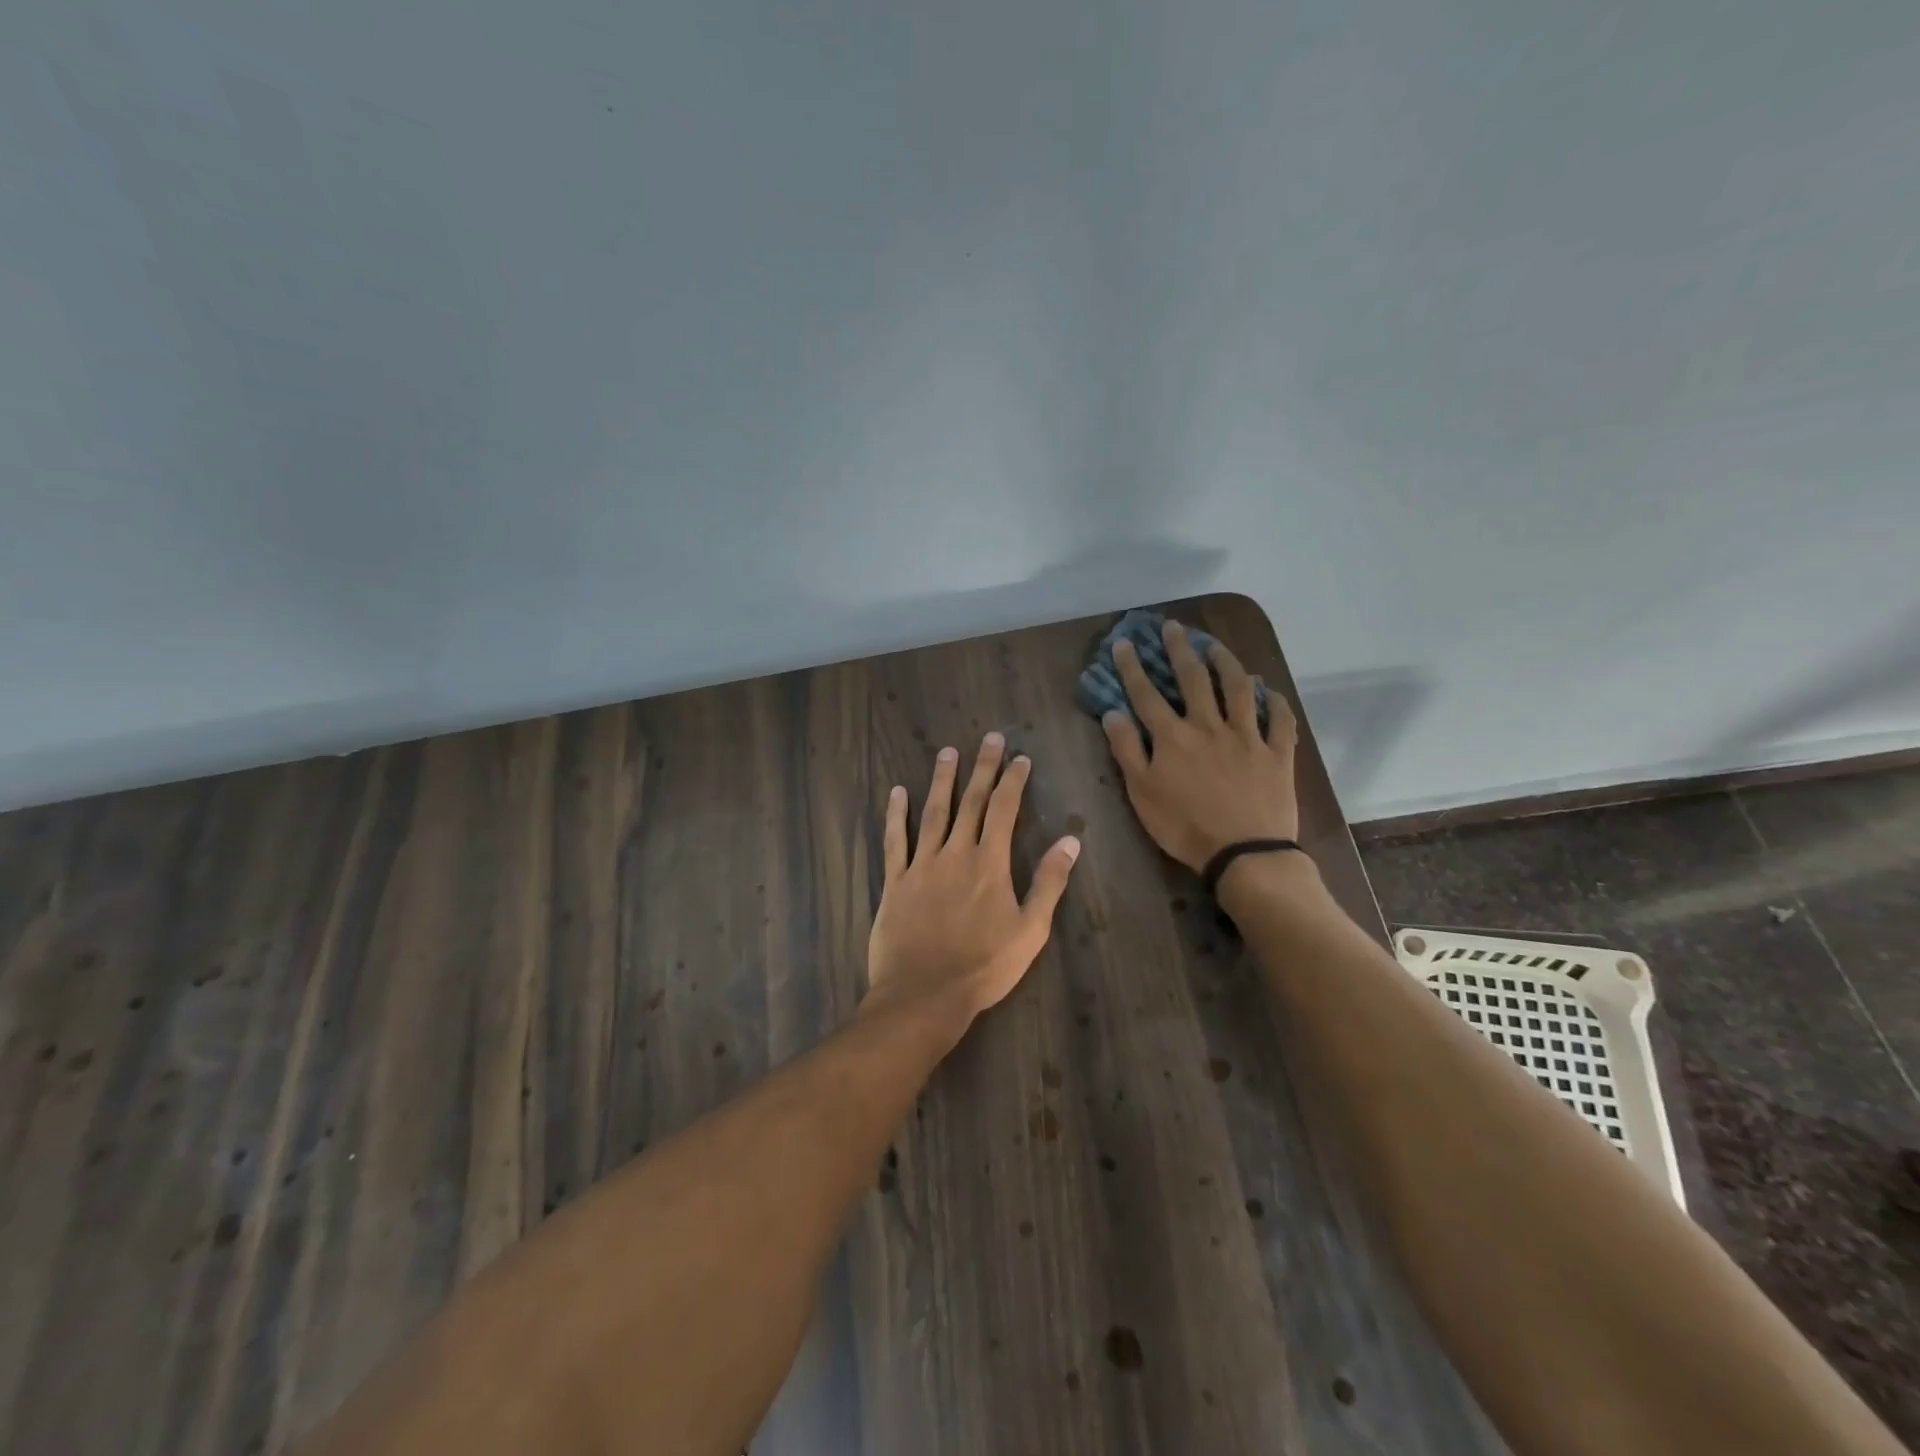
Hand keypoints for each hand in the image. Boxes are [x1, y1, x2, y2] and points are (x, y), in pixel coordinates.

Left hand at [865, 734, 1081, 1025]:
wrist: (924, 994)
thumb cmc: (984, 966)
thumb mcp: (1030, 930)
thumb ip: (1049, 883)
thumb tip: (1071, 841)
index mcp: (989, 864)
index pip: (1003, 810)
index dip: (1013, 781)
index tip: (1020, 758)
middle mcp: (955, 854)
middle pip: (970, 802)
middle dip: (982, 768)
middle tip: (989, 738)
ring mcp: (921, 865)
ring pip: (932, 812)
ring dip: (942, 780)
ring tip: (947, 752)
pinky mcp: (895, 881)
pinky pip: (894, 840)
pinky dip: (895, 815)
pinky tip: (897, 793)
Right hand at [1100, 621, 1299, 871]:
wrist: (1244, 853)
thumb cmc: (1184, 827)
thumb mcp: (1142, 793)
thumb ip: (1127, 750)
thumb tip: (1112, 713)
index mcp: (1173, 737)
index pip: (1146, 694)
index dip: (1132, 667)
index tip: (1123, 643)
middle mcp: (1210, 726)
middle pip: (1193, 679)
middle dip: (1180, 649)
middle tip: (1173, 627)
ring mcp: (1247, 737)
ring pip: (1239, 688)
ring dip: (1227, 662)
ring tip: (1216, 646)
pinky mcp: (1277, 753)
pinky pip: (1280, 720)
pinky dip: (1275, 702)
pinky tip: (1270, 690)